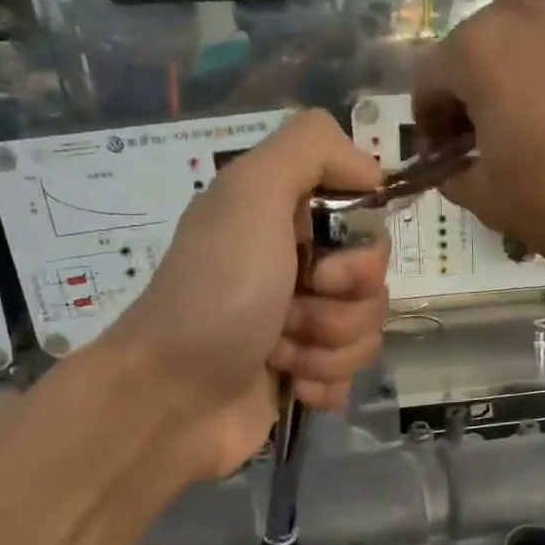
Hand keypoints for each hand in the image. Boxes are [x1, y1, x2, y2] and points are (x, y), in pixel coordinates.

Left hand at [97, 110, 387, 480]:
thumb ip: (311, 147)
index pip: (368, 228)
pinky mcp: (303, 374)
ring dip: (325, 349)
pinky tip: (288, 384)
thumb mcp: (251, 193)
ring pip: (366, 334)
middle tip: (287, 314)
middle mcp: (296, 267)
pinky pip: (351, 376)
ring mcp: (300, 324)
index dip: (362, 254)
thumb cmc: (215, 293)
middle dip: (338, 309)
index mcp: (286, 221)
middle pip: (373, 286)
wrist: (171, 397)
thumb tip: (371, 171)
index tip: (324, 269)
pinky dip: (322, 384)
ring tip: (278, 355)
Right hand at [411, 0, 544, 257]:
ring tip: (536, 103)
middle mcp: (515, 8)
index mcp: (474, 52)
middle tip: (490, 137)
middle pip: (472, 49)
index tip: (448, 158)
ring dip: (514, 62)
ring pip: (521, 25)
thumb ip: (456, 181)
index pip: (426, 83)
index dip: (429, 125)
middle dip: (470, 93)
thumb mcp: (494, 203)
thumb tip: (453, 168)